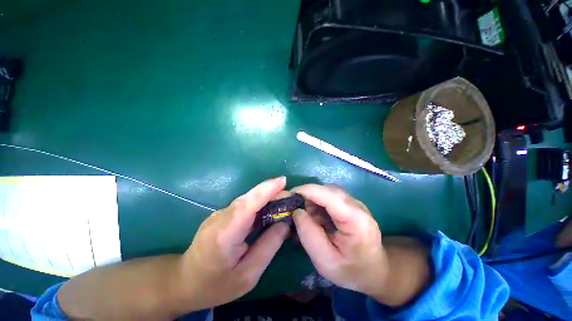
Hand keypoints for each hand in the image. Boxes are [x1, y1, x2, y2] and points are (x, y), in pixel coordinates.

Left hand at [179, 177, 290, 309]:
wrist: (185, 280)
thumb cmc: (216, 285)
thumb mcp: (247, 275)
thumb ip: (268, 247)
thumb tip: (285, 223)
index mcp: (224, 235)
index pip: (246, 206)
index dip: (265, 190)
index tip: (283, 180)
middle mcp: (220, 218)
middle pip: (248, 199)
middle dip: (271, 192)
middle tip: (290, 196)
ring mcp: (219, 214)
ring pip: (247, 200)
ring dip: (266, 197)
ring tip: (284, 202)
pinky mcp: (222, 214)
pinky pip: (244, 205)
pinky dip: (259, 203)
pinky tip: (269, 209)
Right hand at [291, 184, 388, 297]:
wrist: (374, 270)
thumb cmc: (350, 270)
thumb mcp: (325, 261)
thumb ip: (308, 234)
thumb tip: (297, 211)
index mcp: (355, 219)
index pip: (328, 194)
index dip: (307, 190)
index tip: (289, 195)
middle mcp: (357, 205)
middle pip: (327, 190)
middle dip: (308, 195)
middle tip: (295, 210)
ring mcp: (355, 202)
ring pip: (327, 191)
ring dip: (313, 199)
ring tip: (309, 218)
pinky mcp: (350, 203)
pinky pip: (329, 196)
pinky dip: (318, 203)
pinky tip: (317, 217)